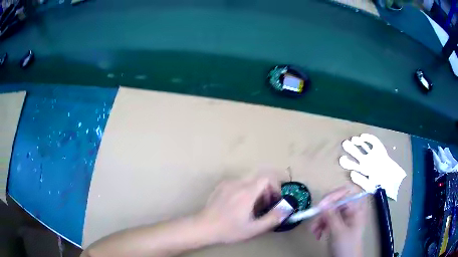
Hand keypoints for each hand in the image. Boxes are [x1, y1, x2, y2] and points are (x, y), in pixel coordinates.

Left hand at [196, 175, 287, 243]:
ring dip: (256, 190)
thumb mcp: (253, 229)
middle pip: (259, 178)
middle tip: (265, 204)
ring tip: (252, 206)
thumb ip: (272, 219)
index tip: (274, 200)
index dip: (275, 187)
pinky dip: (245, 189)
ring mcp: (227, 183)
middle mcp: (237, 183)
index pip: (267, 178)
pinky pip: (238, 183)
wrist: (203, 227)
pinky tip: (239, 204)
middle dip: (266, 189)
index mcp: (247, 192)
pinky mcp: (220, 186)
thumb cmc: (229, 229)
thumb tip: (285, 210)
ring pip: (248, 180)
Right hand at [310, 186, 366, 256]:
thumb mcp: (338, 231)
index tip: (321, 204)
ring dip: (319, 221)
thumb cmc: (347, 246)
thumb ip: (331, 216)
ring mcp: (343, 219)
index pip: (345, 193)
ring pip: (328, 212)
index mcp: (355, 209)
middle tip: (315, 220)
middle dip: (323, 212)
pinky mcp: (336, 226)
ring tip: (314, 231)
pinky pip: (326, 221)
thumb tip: (322, 203)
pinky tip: (317, 234)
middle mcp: (349, 211)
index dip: (333, 196)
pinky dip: (320, 226)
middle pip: (334, 203)